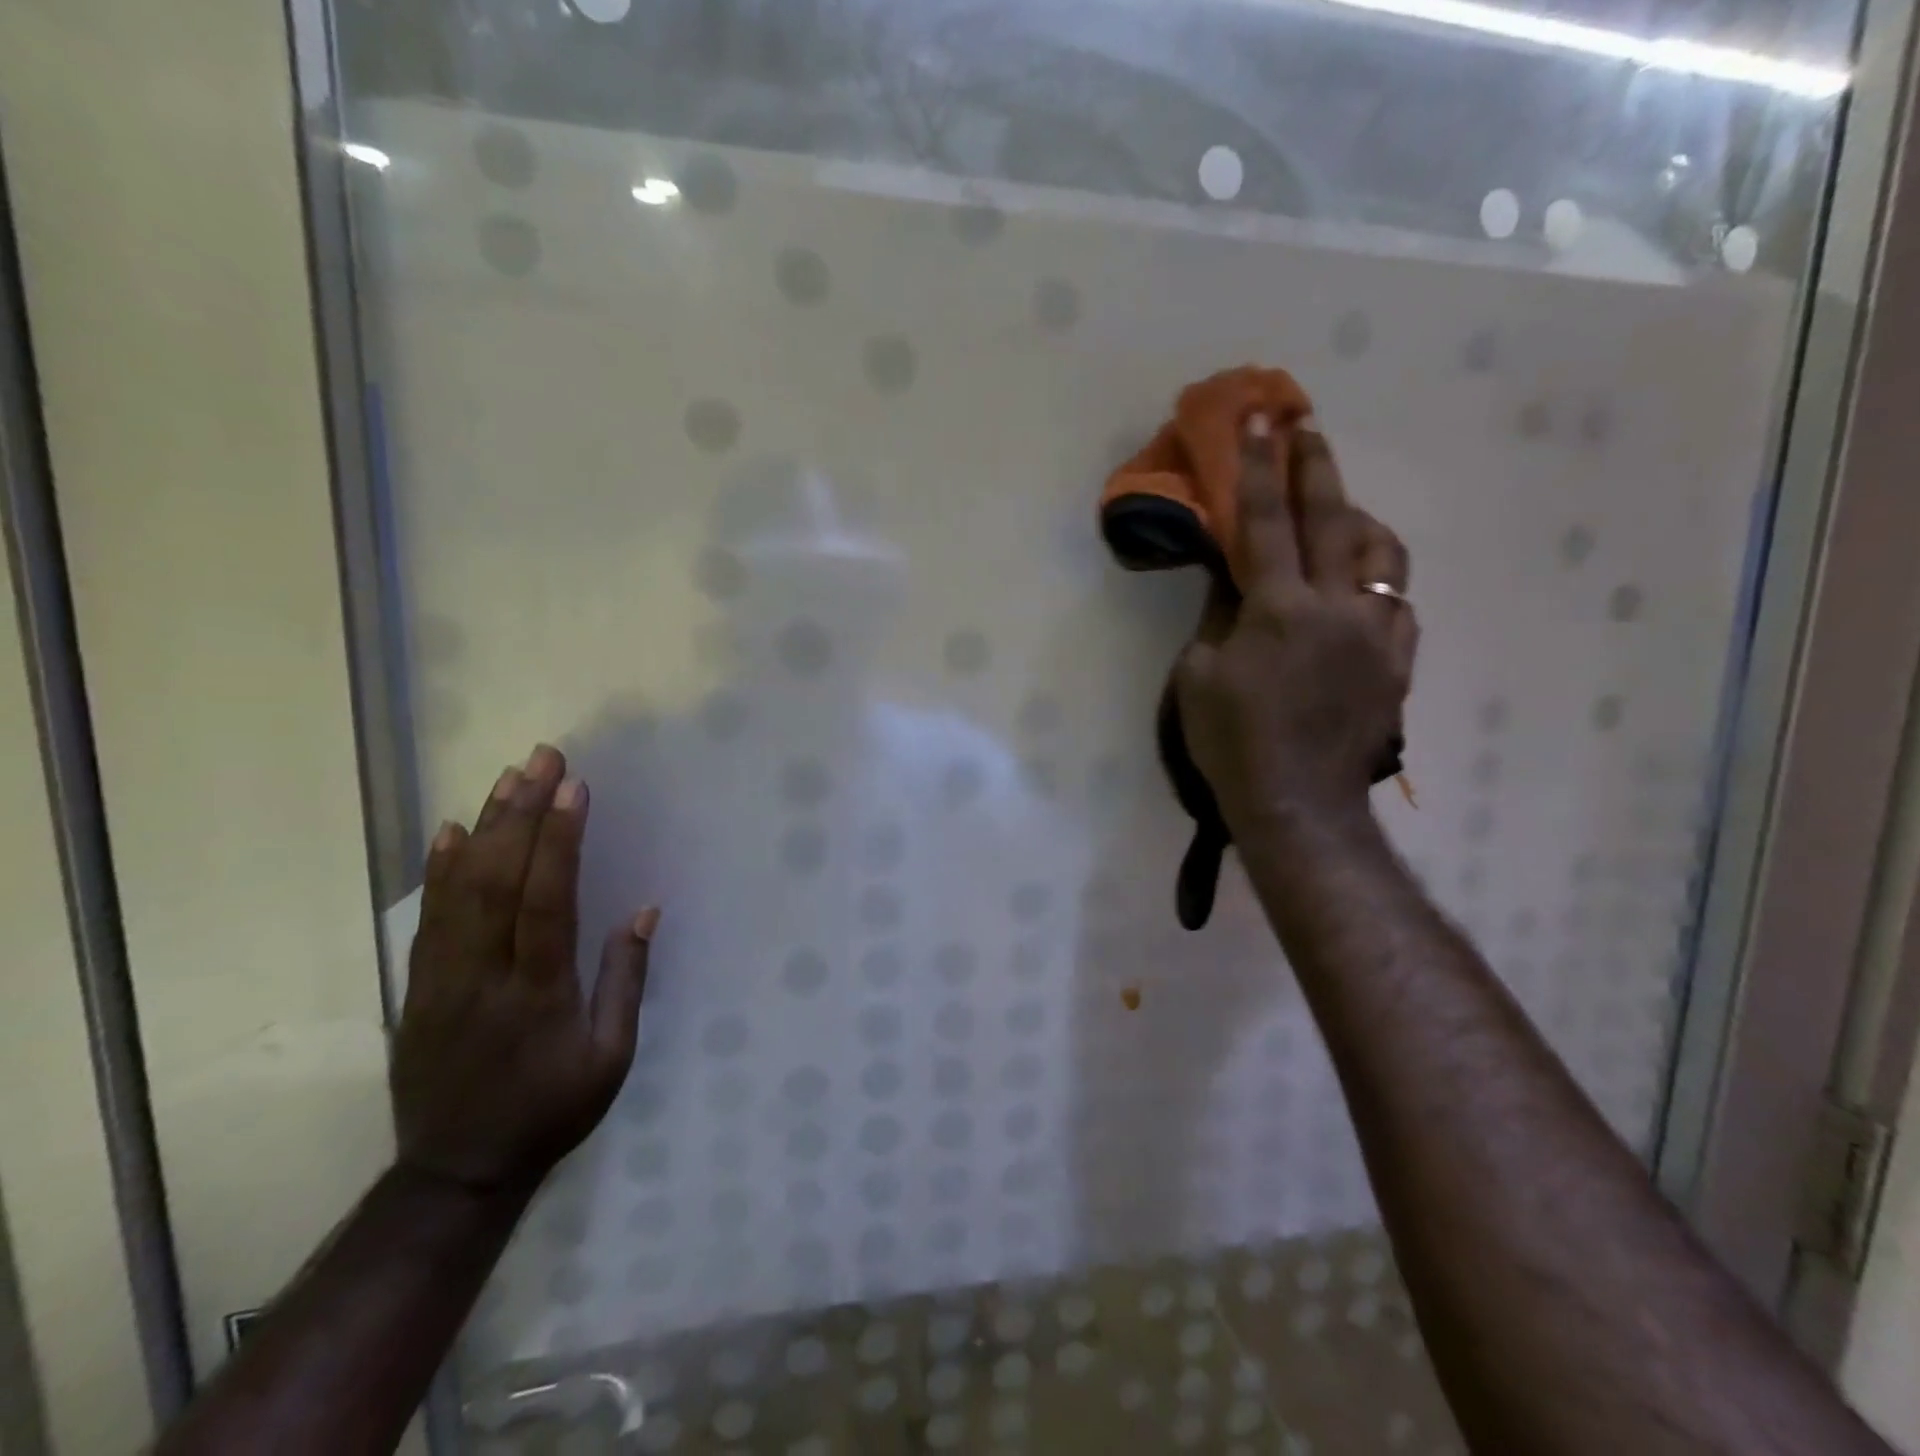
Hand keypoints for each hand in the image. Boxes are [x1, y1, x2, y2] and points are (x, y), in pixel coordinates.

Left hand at [390, 744, 655, 1197]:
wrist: (458, 1171)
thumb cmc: (551, 1112)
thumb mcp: (611, 1058)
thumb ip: (626, 981)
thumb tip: (642, 911)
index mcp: (538, 994)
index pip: (547, 902)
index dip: (560, 841)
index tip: (574, 788)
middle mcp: (484, 976)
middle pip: (499, 881)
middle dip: (523, 813)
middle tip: (543, 758)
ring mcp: (442, 979)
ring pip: (459, 890)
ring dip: (485, 827)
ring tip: (508, 777)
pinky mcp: (418, 987)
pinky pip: (428, 918)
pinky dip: (438, 870)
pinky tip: (448, 831)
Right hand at [1175, 416, 1417, 830]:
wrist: (1297, 803)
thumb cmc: (1232, 743)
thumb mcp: (1198, 677)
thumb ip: (1218, 617)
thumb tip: (1233, 578)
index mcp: (1279, 611)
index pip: (1268, 522)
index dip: (1259, 467)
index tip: (1258, 418)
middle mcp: (1337, 609)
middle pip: (1333, 520)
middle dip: (1315, 467)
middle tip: (1305, 427)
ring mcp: (1377, 633)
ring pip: (1382, 553)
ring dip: (1358, 518)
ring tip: (1340, 508)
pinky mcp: (1398, 661)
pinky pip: (1398, 600)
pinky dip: (1378, 577)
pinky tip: (1361, 581)